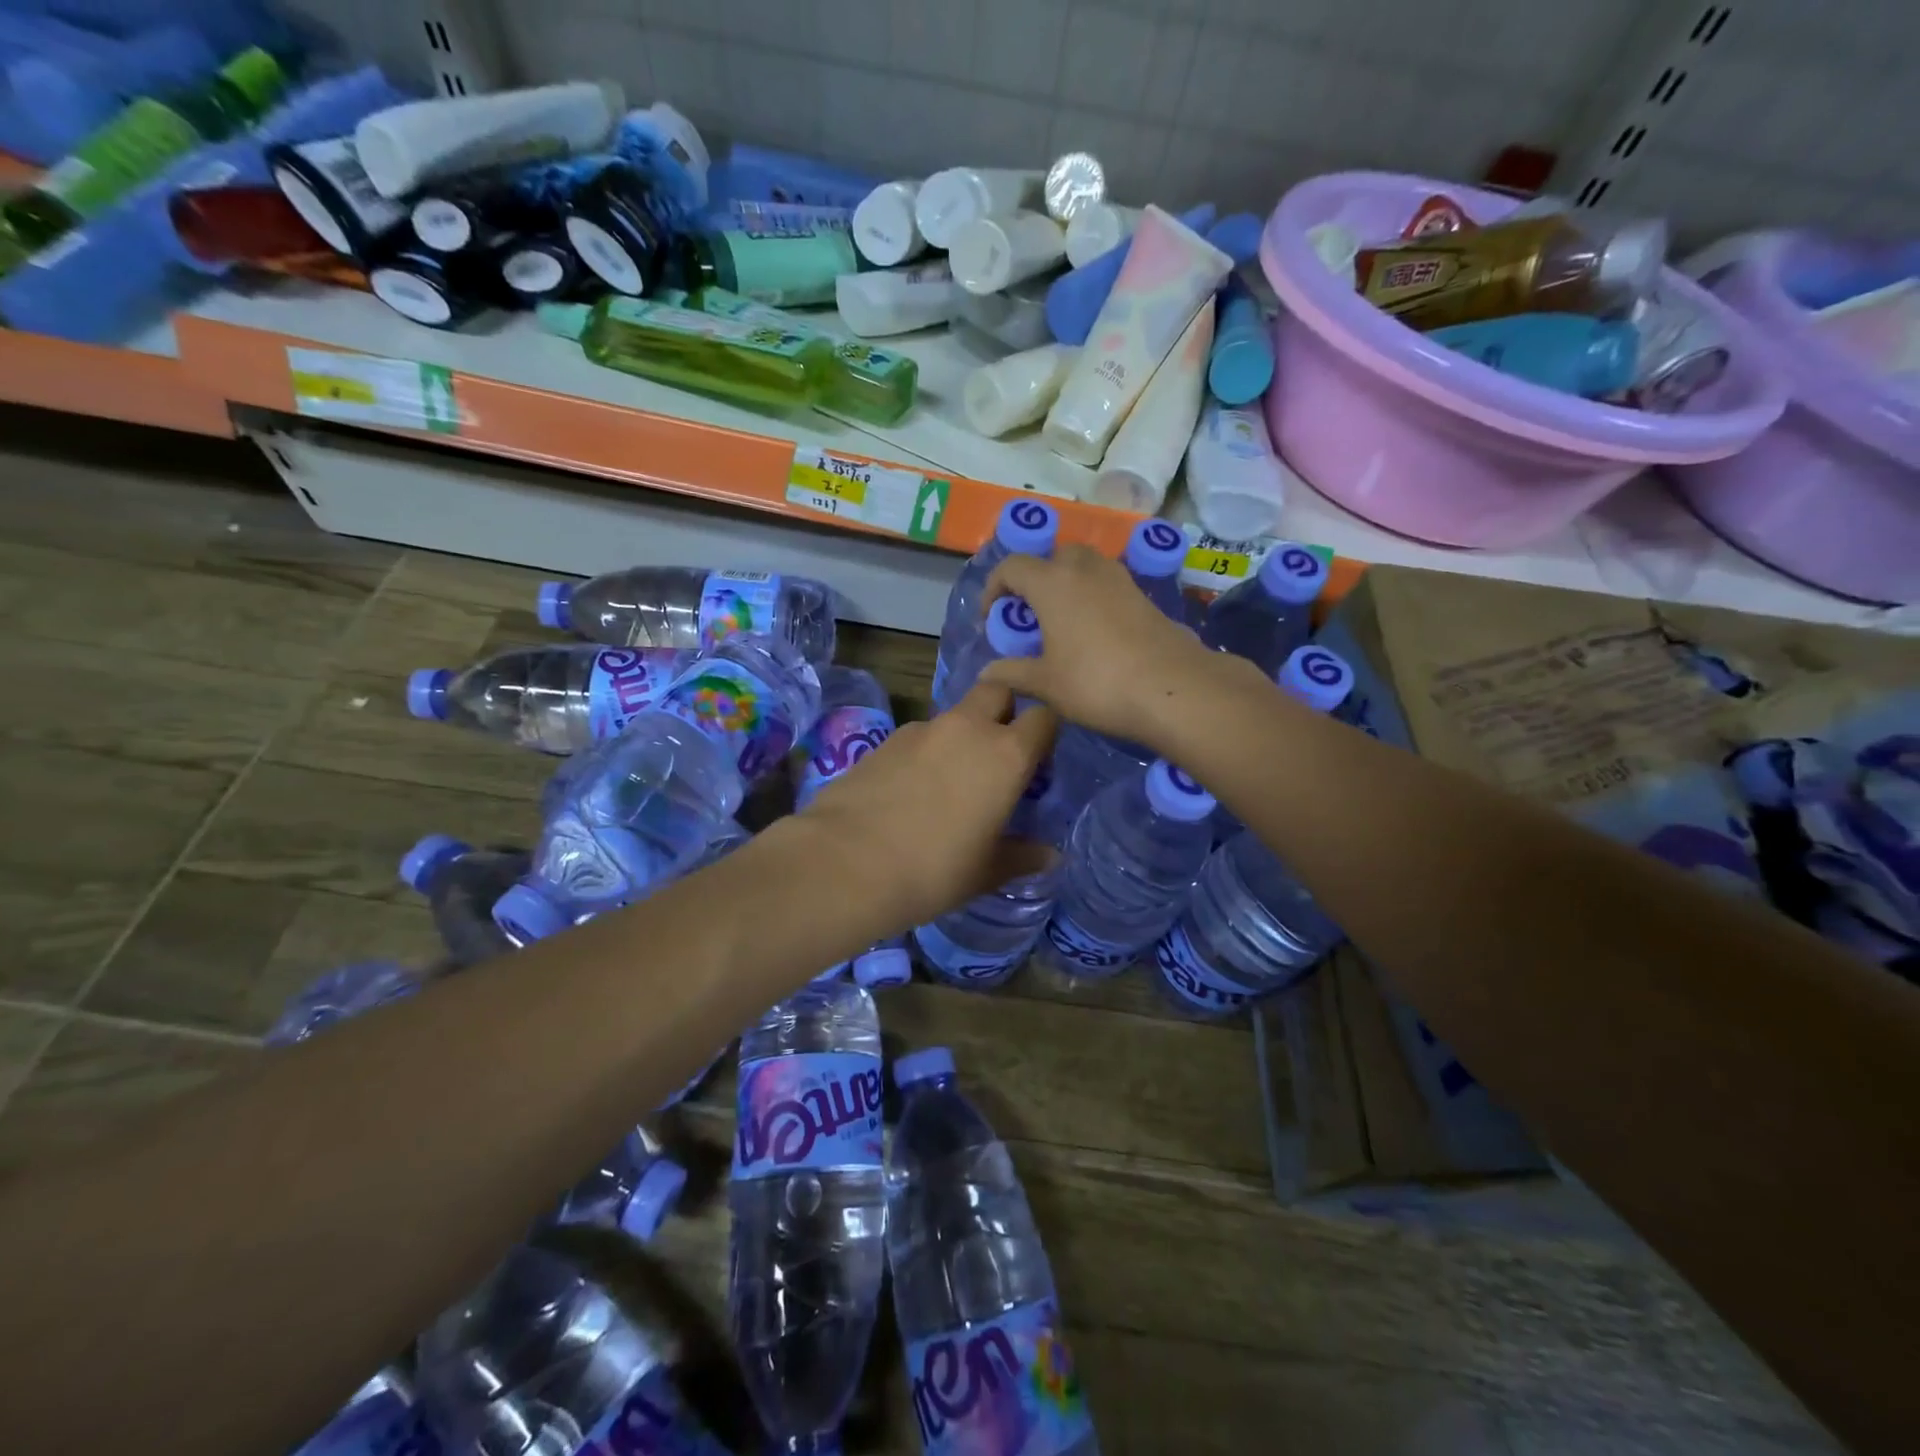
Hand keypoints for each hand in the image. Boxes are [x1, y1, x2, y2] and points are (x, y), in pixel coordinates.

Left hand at [793, 682, 1059, 930]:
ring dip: (962, 735)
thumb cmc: (934, 870)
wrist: (846, 862)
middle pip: (998, 691)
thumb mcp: (986, 871)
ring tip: (950, 781)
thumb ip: (1022, 856)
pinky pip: (921, 736)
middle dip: (1004, 710)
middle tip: (998, 753)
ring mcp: (923, 729)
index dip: (1045, 735)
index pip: (1044, 718)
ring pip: (956, 715)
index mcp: (1006, 755)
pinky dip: (926, 752)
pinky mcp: (886, 739)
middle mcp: (968, 728)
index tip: (1038, 763)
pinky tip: (911, 790)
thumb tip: (1051, 856)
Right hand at [979, 546, 1253, 750]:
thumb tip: (987, 672)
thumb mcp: (1045, 684)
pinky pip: (1107, 584)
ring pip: (1084, 565)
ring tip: (1061, 621)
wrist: (1171, 687)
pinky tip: (1093, 632)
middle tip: (1030, 614)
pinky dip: (1092, 596)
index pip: (1012, 566)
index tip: (993, 618)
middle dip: (1035, 579)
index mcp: (1052, 583)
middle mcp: (1085, 569)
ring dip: (1066, 584)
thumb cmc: (1096, 682)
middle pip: (1052, 557)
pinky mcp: (1143, 595)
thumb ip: (1012, 673)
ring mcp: (1119, 579)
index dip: (994, 588)